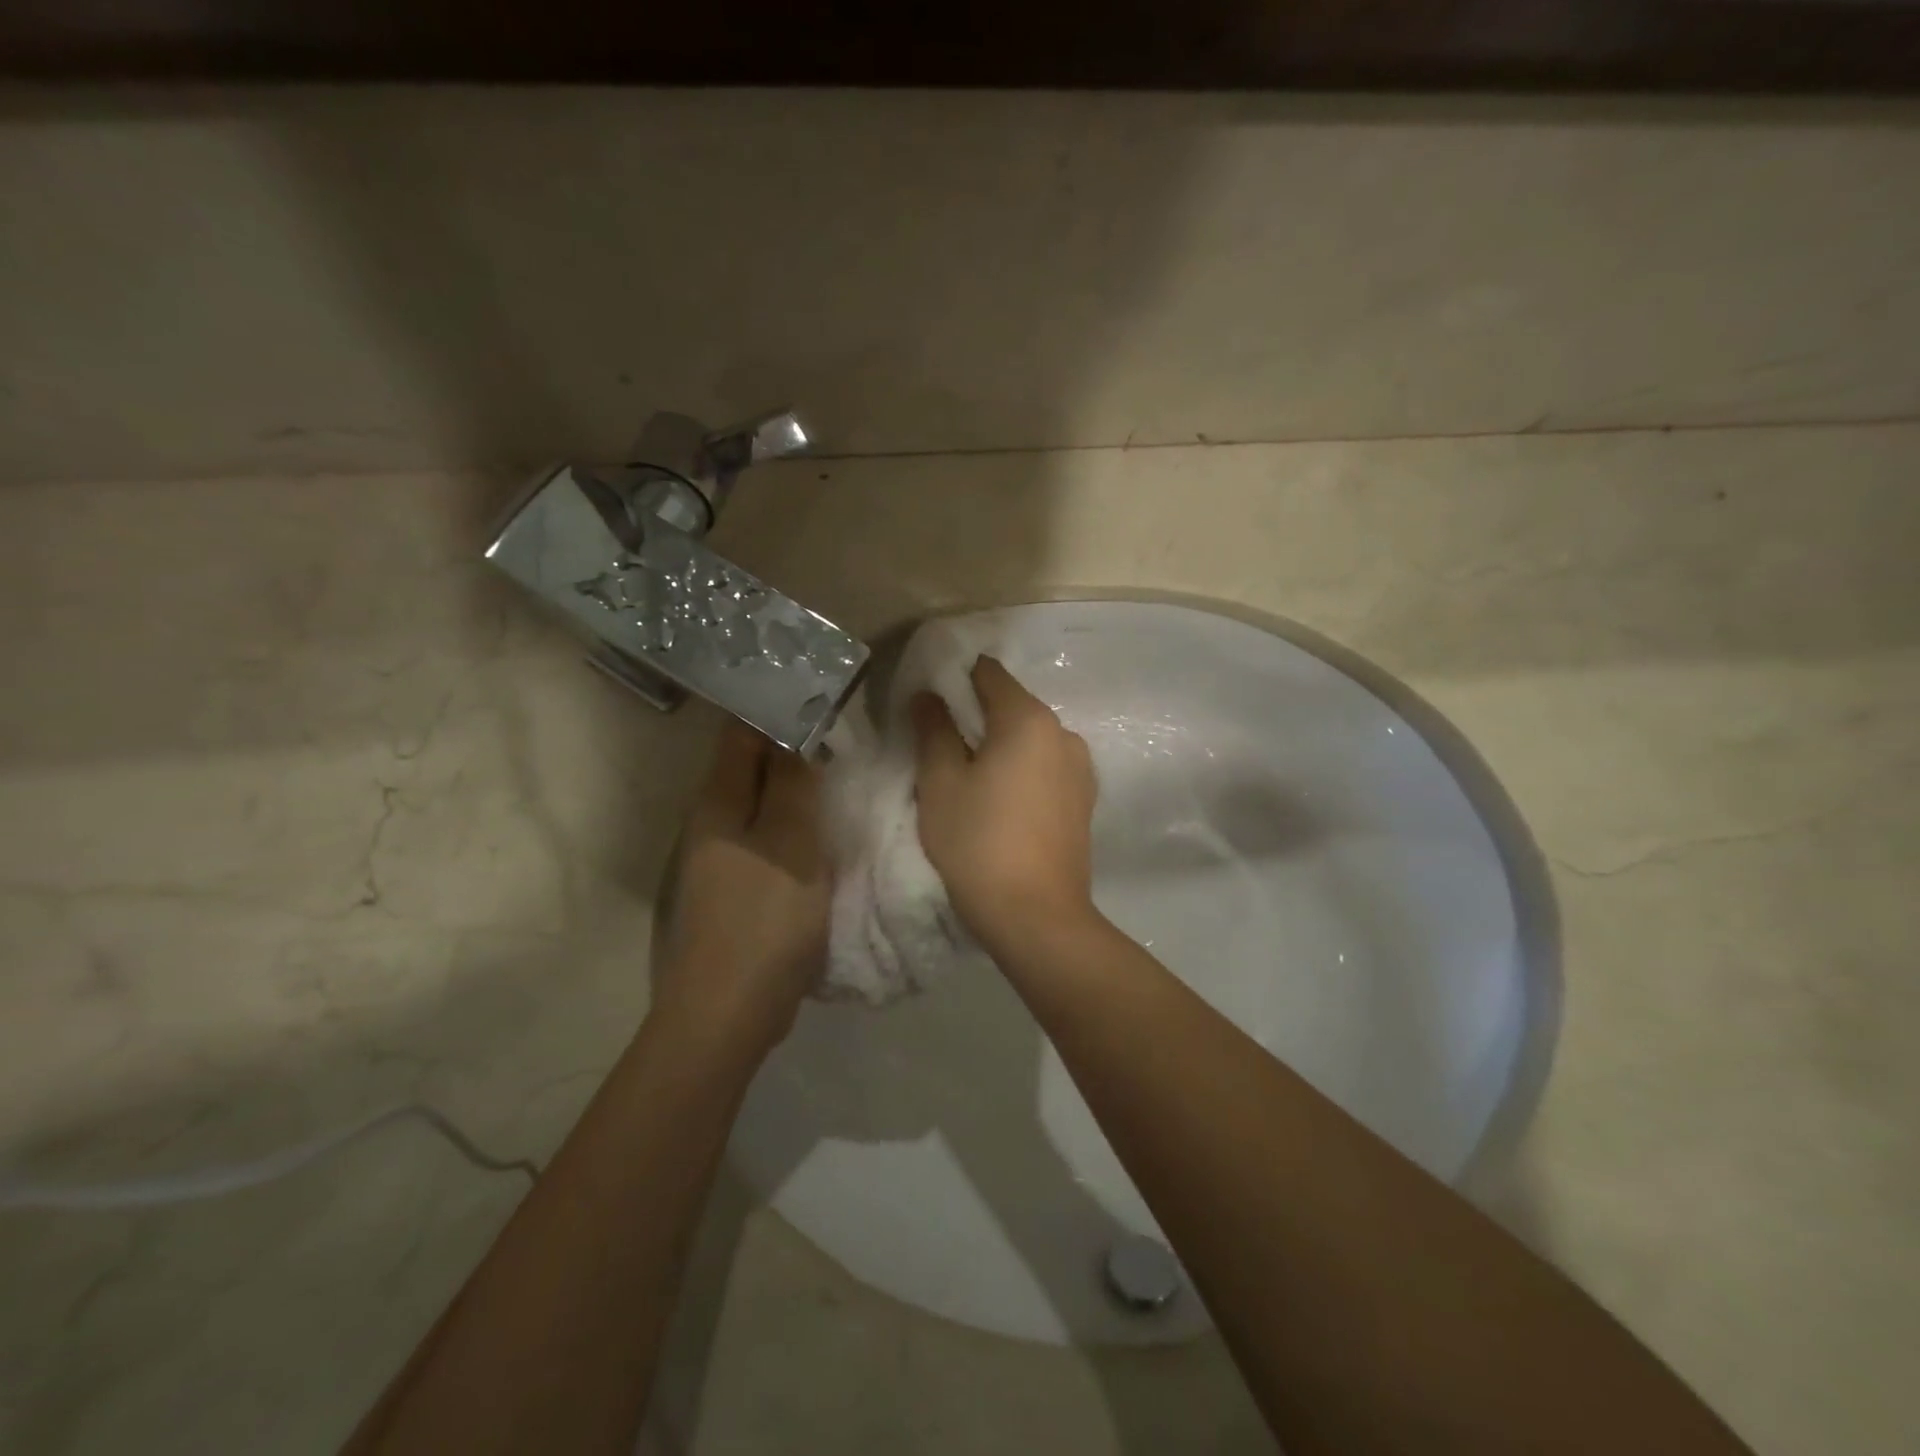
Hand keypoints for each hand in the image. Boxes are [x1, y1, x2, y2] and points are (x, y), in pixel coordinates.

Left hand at [656, 723, 830, 1054]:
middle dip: (791, 744)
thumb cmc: (765, 917)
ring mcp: (724, 858)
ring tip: (841, 769)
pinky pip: (771, 838)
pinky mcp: (740, 888)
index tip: (819, 693)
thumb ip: (792, 782)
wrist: (730, 1011)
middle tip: (843, 728)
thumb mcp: (791, 840)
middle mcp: (714, 822)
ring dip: (795, 785)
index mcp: (719, 802)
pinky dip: (796, 823)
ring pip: (762, 803)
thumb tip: (795, 727)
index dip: (776, 706)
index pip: (741, 732)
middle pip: (750, 766)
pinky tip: (825, 826)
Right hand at [911, 656, 1098, 955]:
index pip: (989, 674)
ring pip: (1030, 740)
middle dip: (976, 717)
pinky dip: (1022, 771)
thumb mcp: (941, 783)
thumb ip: (933, 729)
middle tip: (941, 747)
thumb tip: (928, 695)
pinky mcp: (1084, 801)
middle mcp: (1064, 733)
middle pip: (1012, 706)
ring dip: (1000, 747)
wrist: (1037, 917)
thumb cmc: (979, 844)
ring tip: (971, 780)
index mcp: (1029, 719)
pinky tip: (1002, 804)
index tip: (930, 704)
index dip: (955, 680)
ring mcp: (1081, 769)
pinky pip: (1045, 768)